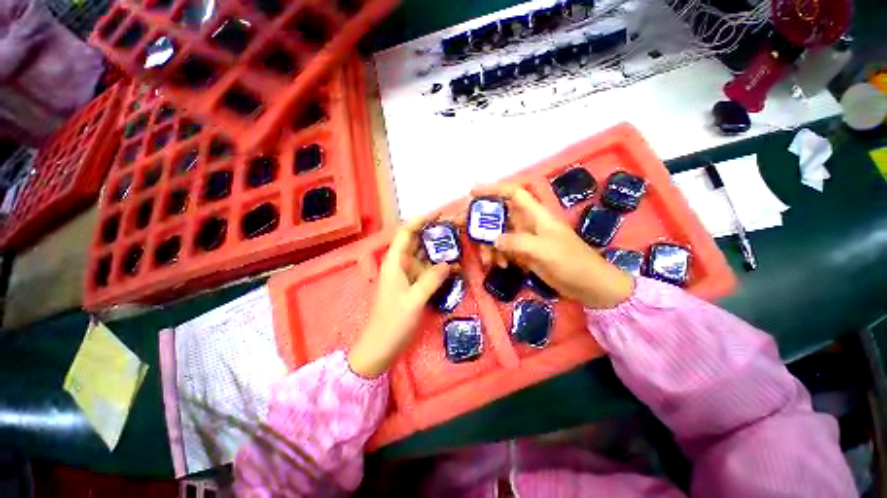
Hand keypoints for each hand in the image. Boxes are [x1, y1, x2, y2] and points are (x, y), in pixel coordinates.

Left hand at [348, 215, 451, 377]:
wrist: (381, 347)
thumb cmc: (393, 322)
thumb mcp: (414, 300)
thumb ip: (432, 279)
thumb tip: (449, 263)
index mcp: (395, 262)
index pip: (406, 232)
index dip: (421, 220)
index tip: (440, 213)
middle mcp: (401, 264)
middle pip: (419, 241)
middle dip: (436, 232)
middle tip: (457, 226)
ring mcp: (409, 275)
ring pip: (426, 256)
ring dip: (441, 250)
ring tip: (461, 242)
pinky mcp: (415, 286)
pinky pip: (430, 272)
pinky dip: (441, 268)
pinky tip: (456, 267)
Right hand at [472, 183, 632, 309]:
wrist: (588, 285)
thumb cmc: (572, 262)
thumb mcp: (544, 250)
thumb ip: (517, 243)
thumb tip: (493, 240)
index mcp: (535, 215)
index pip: (513, 194)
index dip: (493, 189)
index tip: (473, 192)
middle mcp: (527, 223)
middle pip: (499, 215)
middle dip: (481, 221)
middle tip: (462, 227)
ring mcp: (524, 239)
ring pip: (498, 235)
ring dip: (488, 245)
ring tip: (487, 260)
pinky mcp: (523, 253)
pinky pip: (503, 250)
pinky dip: (498, 256)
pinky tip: (501, 266)